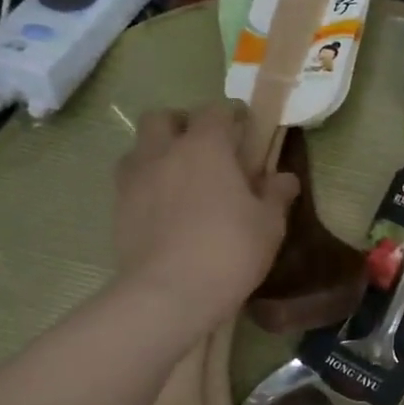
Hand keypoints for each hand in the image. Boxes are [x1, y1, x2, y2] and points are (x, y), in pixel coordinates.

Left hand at [113, 101, 297, 330]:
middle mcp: (164, 152)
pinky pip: (130, 182)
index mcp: (205, 146)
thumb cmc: (229, 251)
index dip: (231, 117)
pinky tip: (163, 209)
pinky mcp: (118, 208)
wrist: (169, 293)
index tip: (244, 132)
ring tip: (178, 179)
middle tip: (204, 150)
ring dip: (158, 153)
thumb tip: (285, 177)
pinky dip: (146, 185)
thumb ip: (276, 195)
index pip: (215, 111)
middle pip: (163, 118)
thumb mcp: (269, 225)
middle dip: (182, 125)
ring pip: (140, 148)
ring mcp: (135, 179)